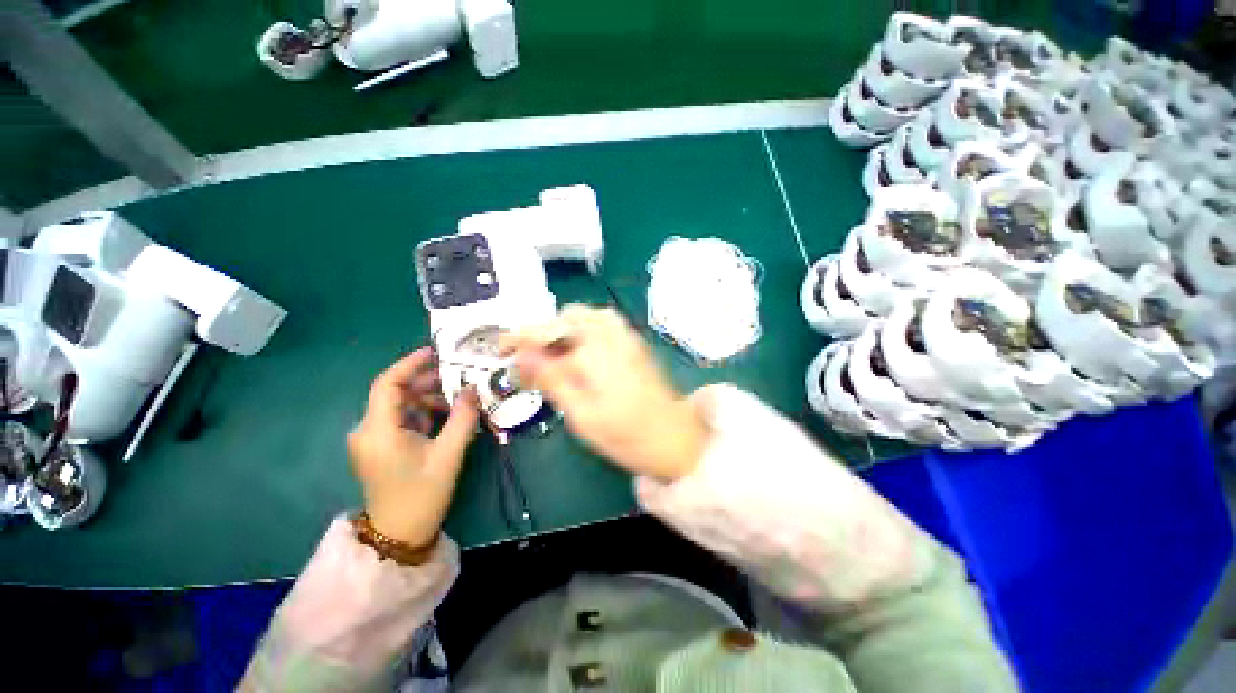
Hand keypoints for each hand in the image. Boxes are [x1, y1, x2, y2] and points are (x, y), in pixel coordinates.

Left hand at [348, 347, 480, 546]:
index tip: (436, 352)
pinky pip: (402, 418)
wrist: (399, 535)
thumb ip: (463, 418)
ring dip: (429, 398)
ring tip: (461, 398)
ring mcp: (372, 439)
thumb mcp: (449, 454)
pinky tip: (448, 415)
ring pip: (401, 405)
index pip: (388, 384)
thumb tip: (473, 389)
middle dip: (428, 381)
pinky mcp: (380, 446)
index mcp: (378, 431)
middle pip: (396, 392)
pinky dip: (424, 412)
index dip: (410, 364)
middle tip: (460, 376)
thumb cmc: (422, 495)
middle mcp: (368, 430)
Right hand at [501, 305, 710, 481]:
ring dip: (564, 330)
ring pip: (585, 316)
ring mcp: (626, 335)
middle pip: (566, 316)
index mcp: (594, 352)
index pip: (547, 332)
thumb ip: (551, 381)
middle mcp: (611, 334)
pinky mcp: (634, 342)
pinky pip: (602, 323)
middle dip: (544, 332)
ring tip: (555, 359)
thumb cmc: (627, 436)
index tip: (500, 347)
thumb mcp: (581, 416)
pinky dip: (583, 331)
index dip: (519, 337)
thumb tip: (520, 357)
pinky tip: (581, 355)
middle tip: (532, 361)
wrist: (676, 438)